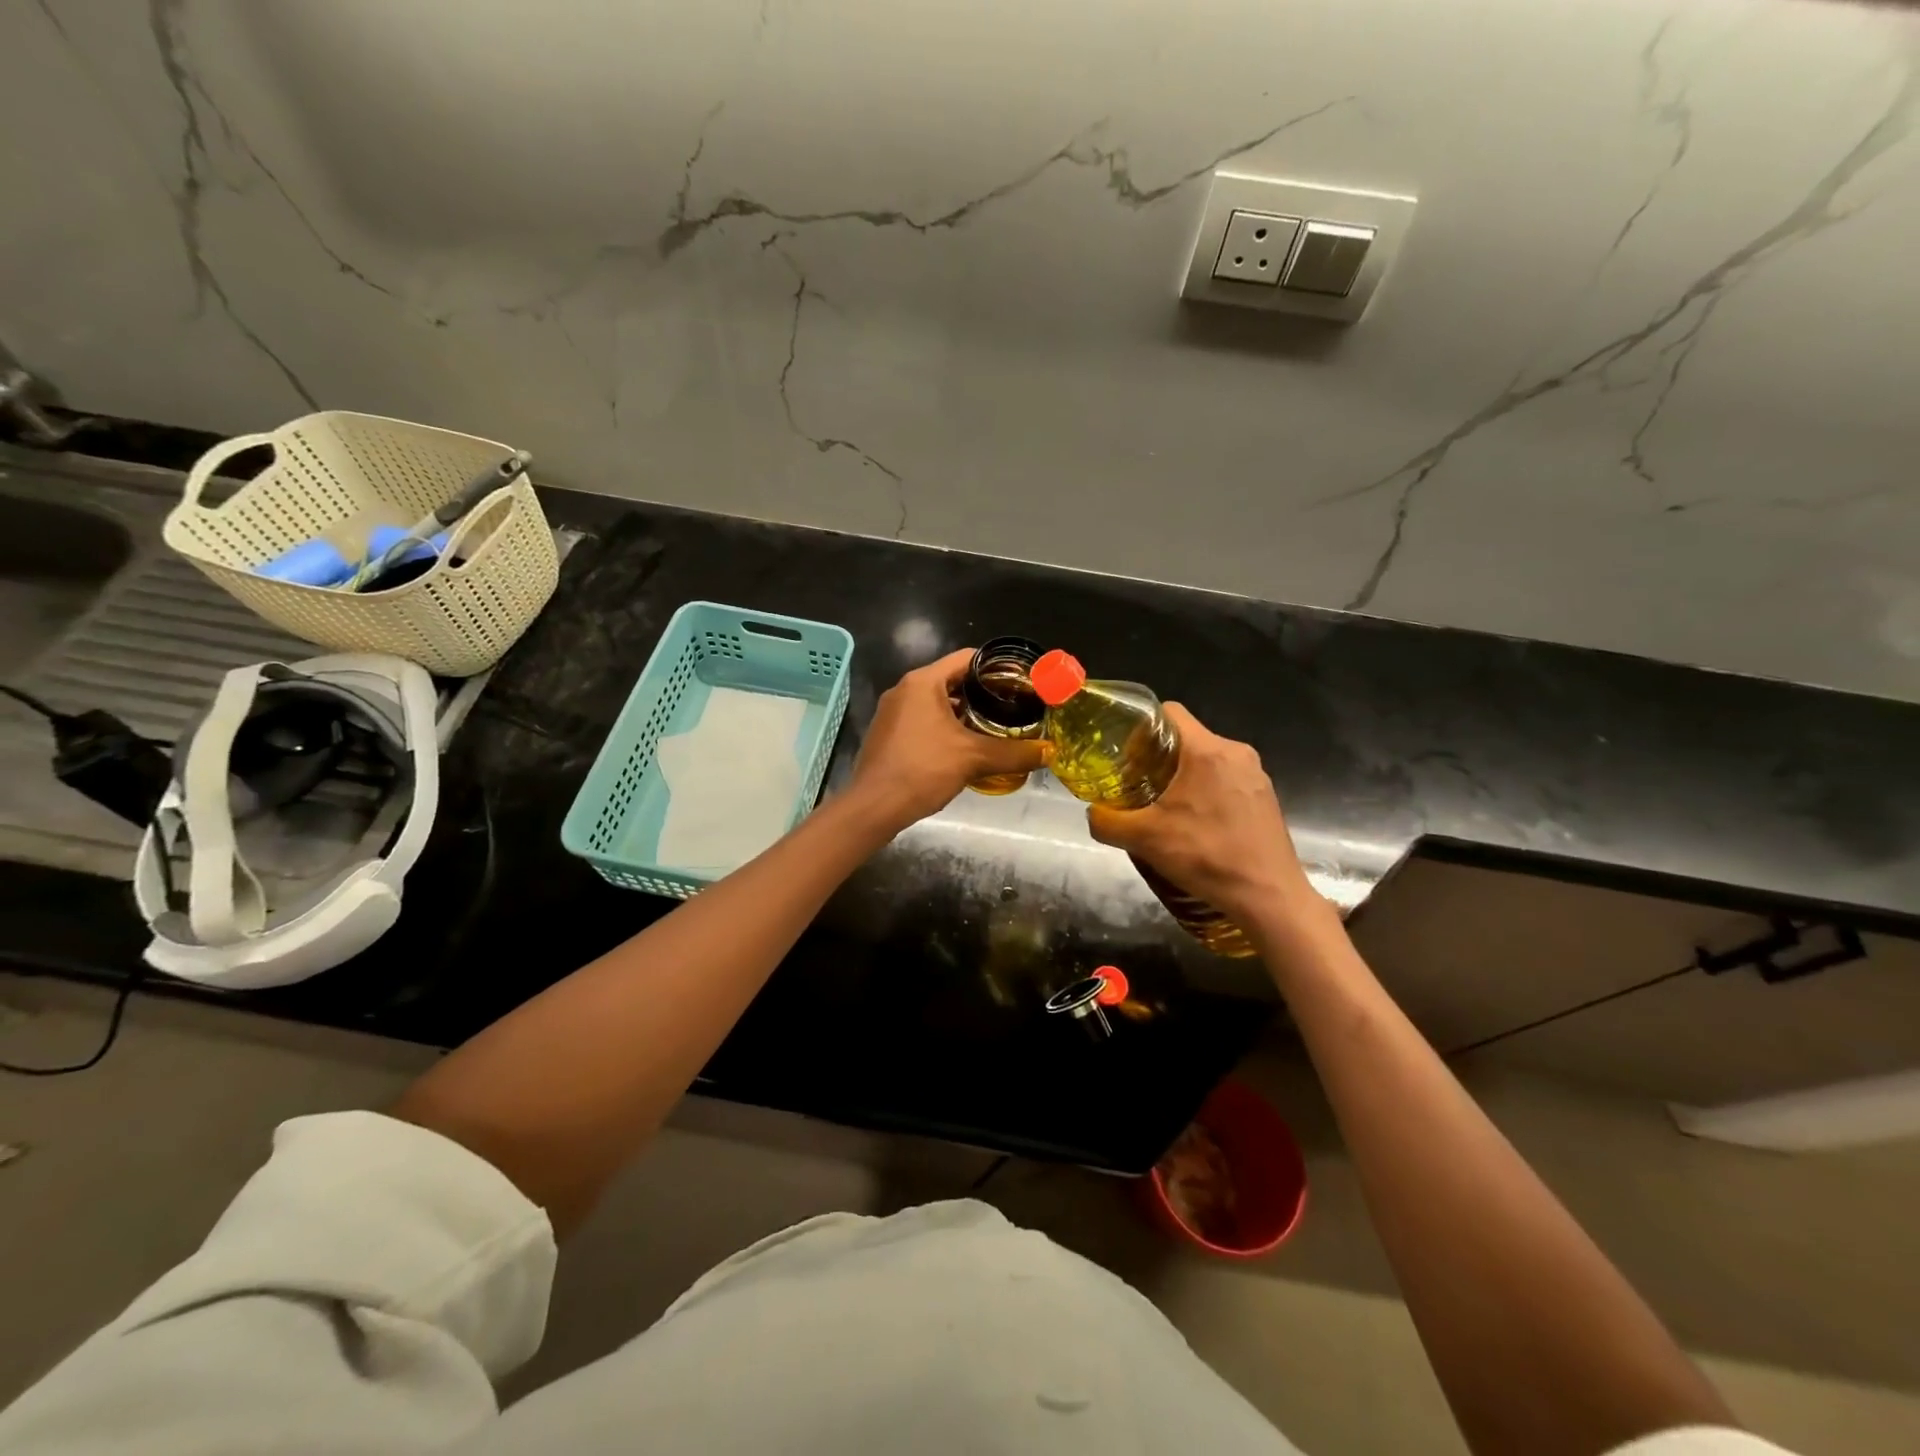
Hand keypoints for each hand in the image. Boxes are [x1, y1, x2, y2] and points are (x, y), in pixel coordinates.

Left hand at [846, 649, 1047, 831]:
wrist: (874, 806)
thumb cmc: (922, 770)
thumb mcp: (974, 759)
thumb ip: (1014, 753)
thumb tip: (1049, 752)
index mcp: (923, 681)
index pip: (968, 658)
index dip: (997, 667)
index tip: (1021, 683)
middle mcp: (905, 689)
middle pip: (952, 680)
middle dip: (983, 693)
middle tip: (1013, 707)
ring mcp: (893, 712)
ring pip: (937, 702)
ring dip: (965, 713)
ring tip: (994, 728)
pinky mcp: (888, 733)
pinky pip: (923, 720)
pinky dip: (945, 727)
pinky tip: (964, 748)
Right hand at [1085, 703, 1319, 930]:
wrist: (1268, 898)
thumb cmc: (1206, 856)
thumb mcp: (1143, 839)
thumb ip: (1106, 821)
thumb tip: (1093, 813)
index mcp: (1208, 750)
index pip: (1169, 712)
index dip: (1141, 726)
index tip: (1124, 752)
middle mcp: (1237, 753)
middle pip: (1187, 737)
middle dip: (1158, 755)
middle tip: (1136, 782)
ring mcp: (1256, 775)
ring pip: (1207, 759)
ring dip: (1182, 775)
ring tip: (1163, 805)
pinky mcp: (1266, 797)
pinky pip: (1227, 779)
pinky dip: (1206, 790)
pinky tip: (1195, 822)